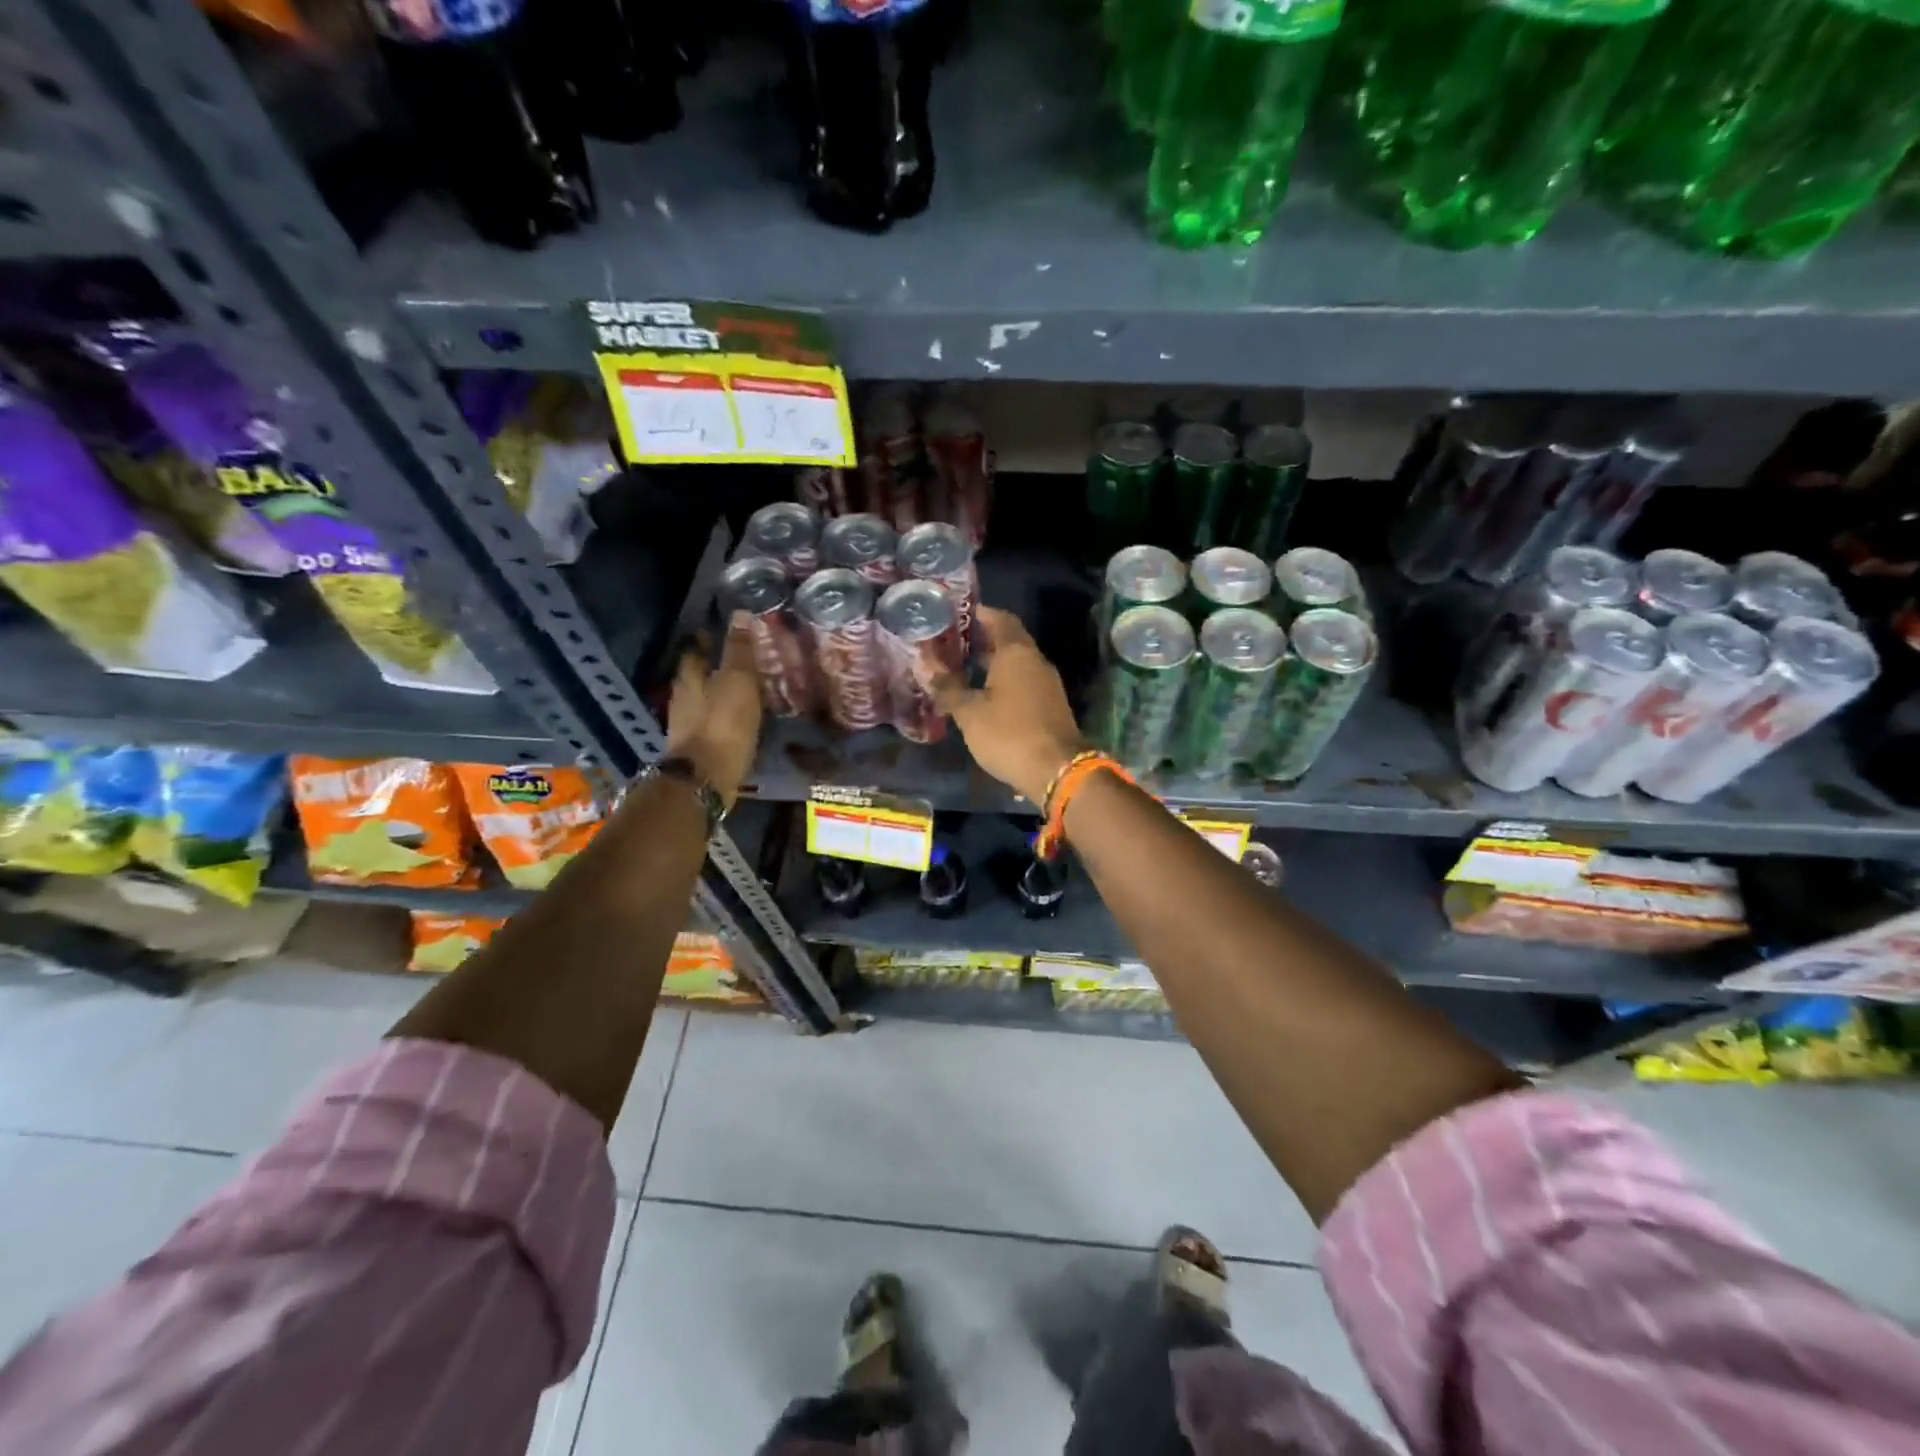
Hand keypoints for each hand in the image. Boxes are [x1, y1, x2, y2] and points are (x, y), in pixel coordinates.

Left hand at [663, 613, 762, 807]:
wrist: (705, 779)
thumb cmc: (723, 724)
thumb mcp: (738, 681)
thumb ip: (739, 650)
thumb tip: (739, 614)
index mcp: (689, 678)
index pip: (695, 650)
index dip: (707, 639)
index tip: (720, 631)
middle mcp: (683, 698)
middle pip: (695, 676)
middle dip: (711, 667)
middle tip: (735, 661)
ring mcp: (686, 725)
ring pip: (701, 700)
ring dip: (717, 694)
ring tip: (740, 690)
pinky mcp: (696, 748)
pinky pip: (710, 723)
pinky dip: (721, 717)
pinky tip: (736, 720)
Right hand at [927, 607, 1086, 805]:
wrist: (1057, 770)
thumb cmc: (1009, 734)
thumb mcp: (970, 712)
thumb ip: (948, 687)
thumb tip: (925, 664)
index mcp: (1016, 653)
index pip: (1000, 619)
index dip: (981, 613)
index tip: (958, 613)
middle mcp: (1035, 661)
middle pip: (1009, 641)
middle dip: (983, 639)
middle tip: (953, 642)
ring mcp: (1046, 684)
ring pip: (1017, 664)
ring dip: (993, 662)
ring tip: (963, 667)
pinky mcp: (1050, 706)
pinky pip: (1023, 683)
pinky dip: (1003, 681)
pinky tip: (984, 695)